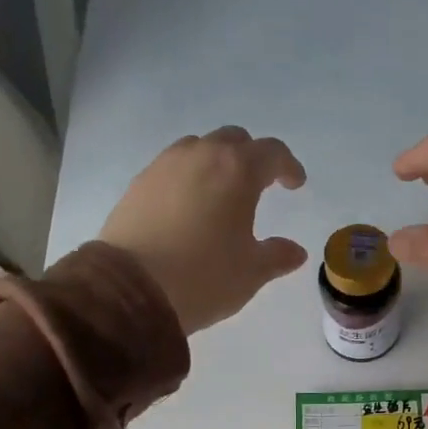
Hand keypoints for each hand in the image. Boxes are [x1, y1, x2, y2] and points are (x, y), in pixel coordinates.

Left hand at [99, 126, 306, 333]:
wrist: (131, 288)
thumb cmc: (204, 276)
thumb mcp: (251, 272)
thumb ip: (277, 256)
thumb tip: (295, 251)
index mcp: (237, 171)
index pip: (272, 152)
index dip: (288, 166)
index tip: (295, 184)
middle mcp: (201, 156)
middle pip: (233, 140)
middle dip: (251, 157)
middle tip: (260, 183)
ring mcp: (164, 166)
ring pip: (199, 147)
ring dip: (217, 162)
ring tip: (222, 192)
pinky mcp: (139, 183)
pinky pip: (172, 167)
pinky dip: (189, 177)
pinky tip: (189, 205)